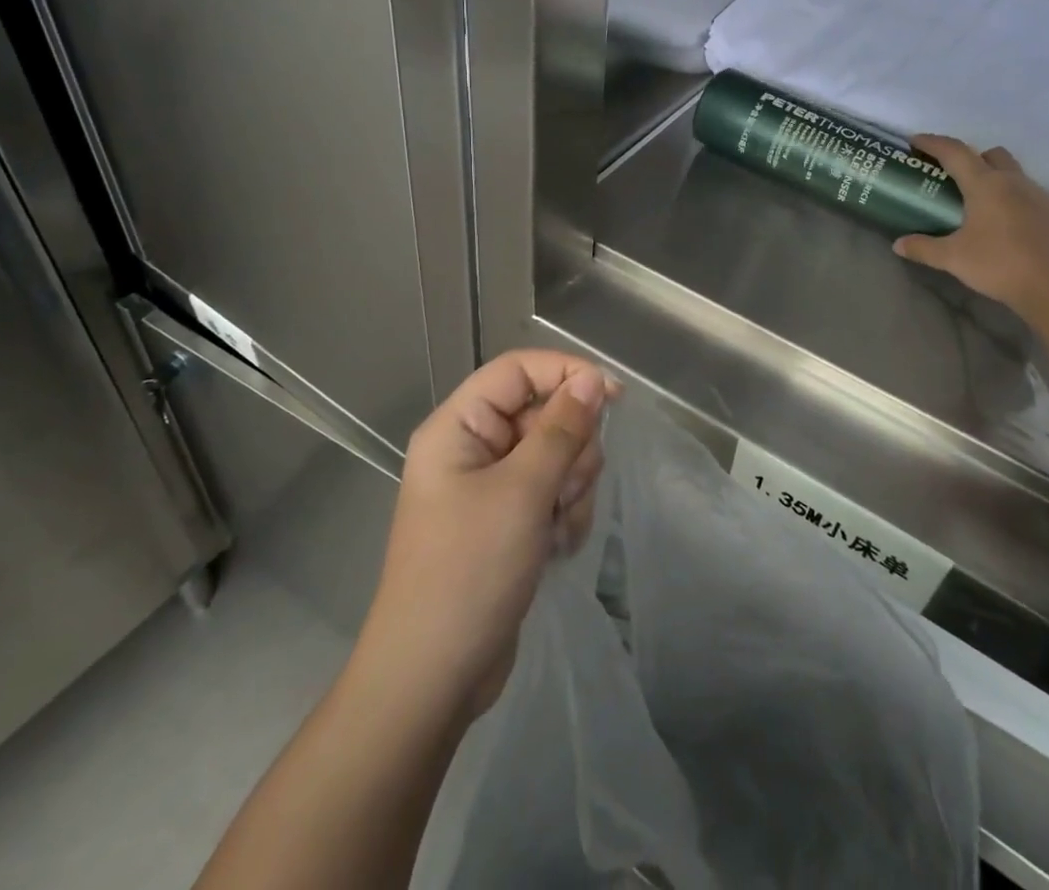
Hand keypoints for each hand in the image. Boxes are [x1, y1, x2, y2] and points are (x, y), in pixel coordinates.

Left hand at [362, 350, 616, 719]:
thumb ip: (561, 429)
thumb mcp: (522, 492)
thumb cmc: (469, 571)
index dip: (566, 373)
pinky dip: (563, 515)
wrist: (434, 678)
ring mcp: (491, 487)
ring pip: (556, 455)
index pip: (519, 370)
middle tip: (563, 490)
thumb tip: (591, 379)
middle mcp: (473, 447)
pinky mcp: (509, 521)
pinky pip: (553, 493)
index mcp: (459, 426)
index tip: (614, 397)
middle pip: (544, 413)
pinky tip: (554, 548)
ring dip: (570, 488)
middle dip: (569, 450)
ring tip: (554, 527)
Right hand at [893, 135, 1048, 316]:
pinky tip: (1006, 223)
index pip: (954, 151)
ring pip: (1013, 173)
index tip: (915, 141)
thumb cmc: (1000, 264)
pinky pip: (1029, 194)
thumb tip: (897, 245)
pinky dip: (1013, 198)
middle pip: (990, 154)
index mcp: (985, 184)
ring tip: (979, 202)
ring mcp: (1039, 195)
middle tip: (952, 176)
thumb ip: (924, 248)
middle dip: (970, 158)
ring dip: (994, 177)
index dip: (933, 143)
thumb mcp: (953, 258)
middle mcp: (1013, 181)